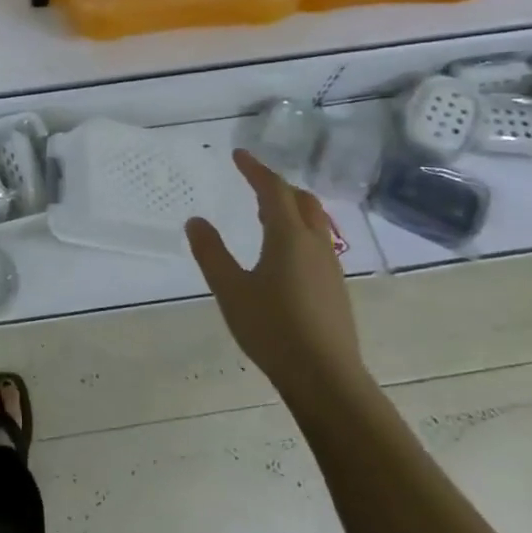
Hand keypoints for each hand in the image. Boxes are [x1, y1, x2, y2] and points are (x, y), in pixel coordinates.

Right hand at [185, 150, 372, 408]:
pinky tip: (283, 255)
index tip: (239, 155)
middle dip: (278, 186)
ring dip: (290, 209)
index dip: (255, 169)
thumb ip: (211, 253)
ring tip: (264, 214)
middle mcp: (315, 244)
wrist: (325, 377)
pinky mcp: (335, 289)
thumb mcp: (230, 289)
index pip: (273, 190)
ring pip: (314, 222)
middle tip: (253, 182)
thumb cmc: (272, 328)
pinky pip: (317, 243)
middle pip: (302, 200)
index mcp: (289, 236)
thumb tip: (196, 220)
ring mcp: (330, 267)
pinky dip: (298, 231)